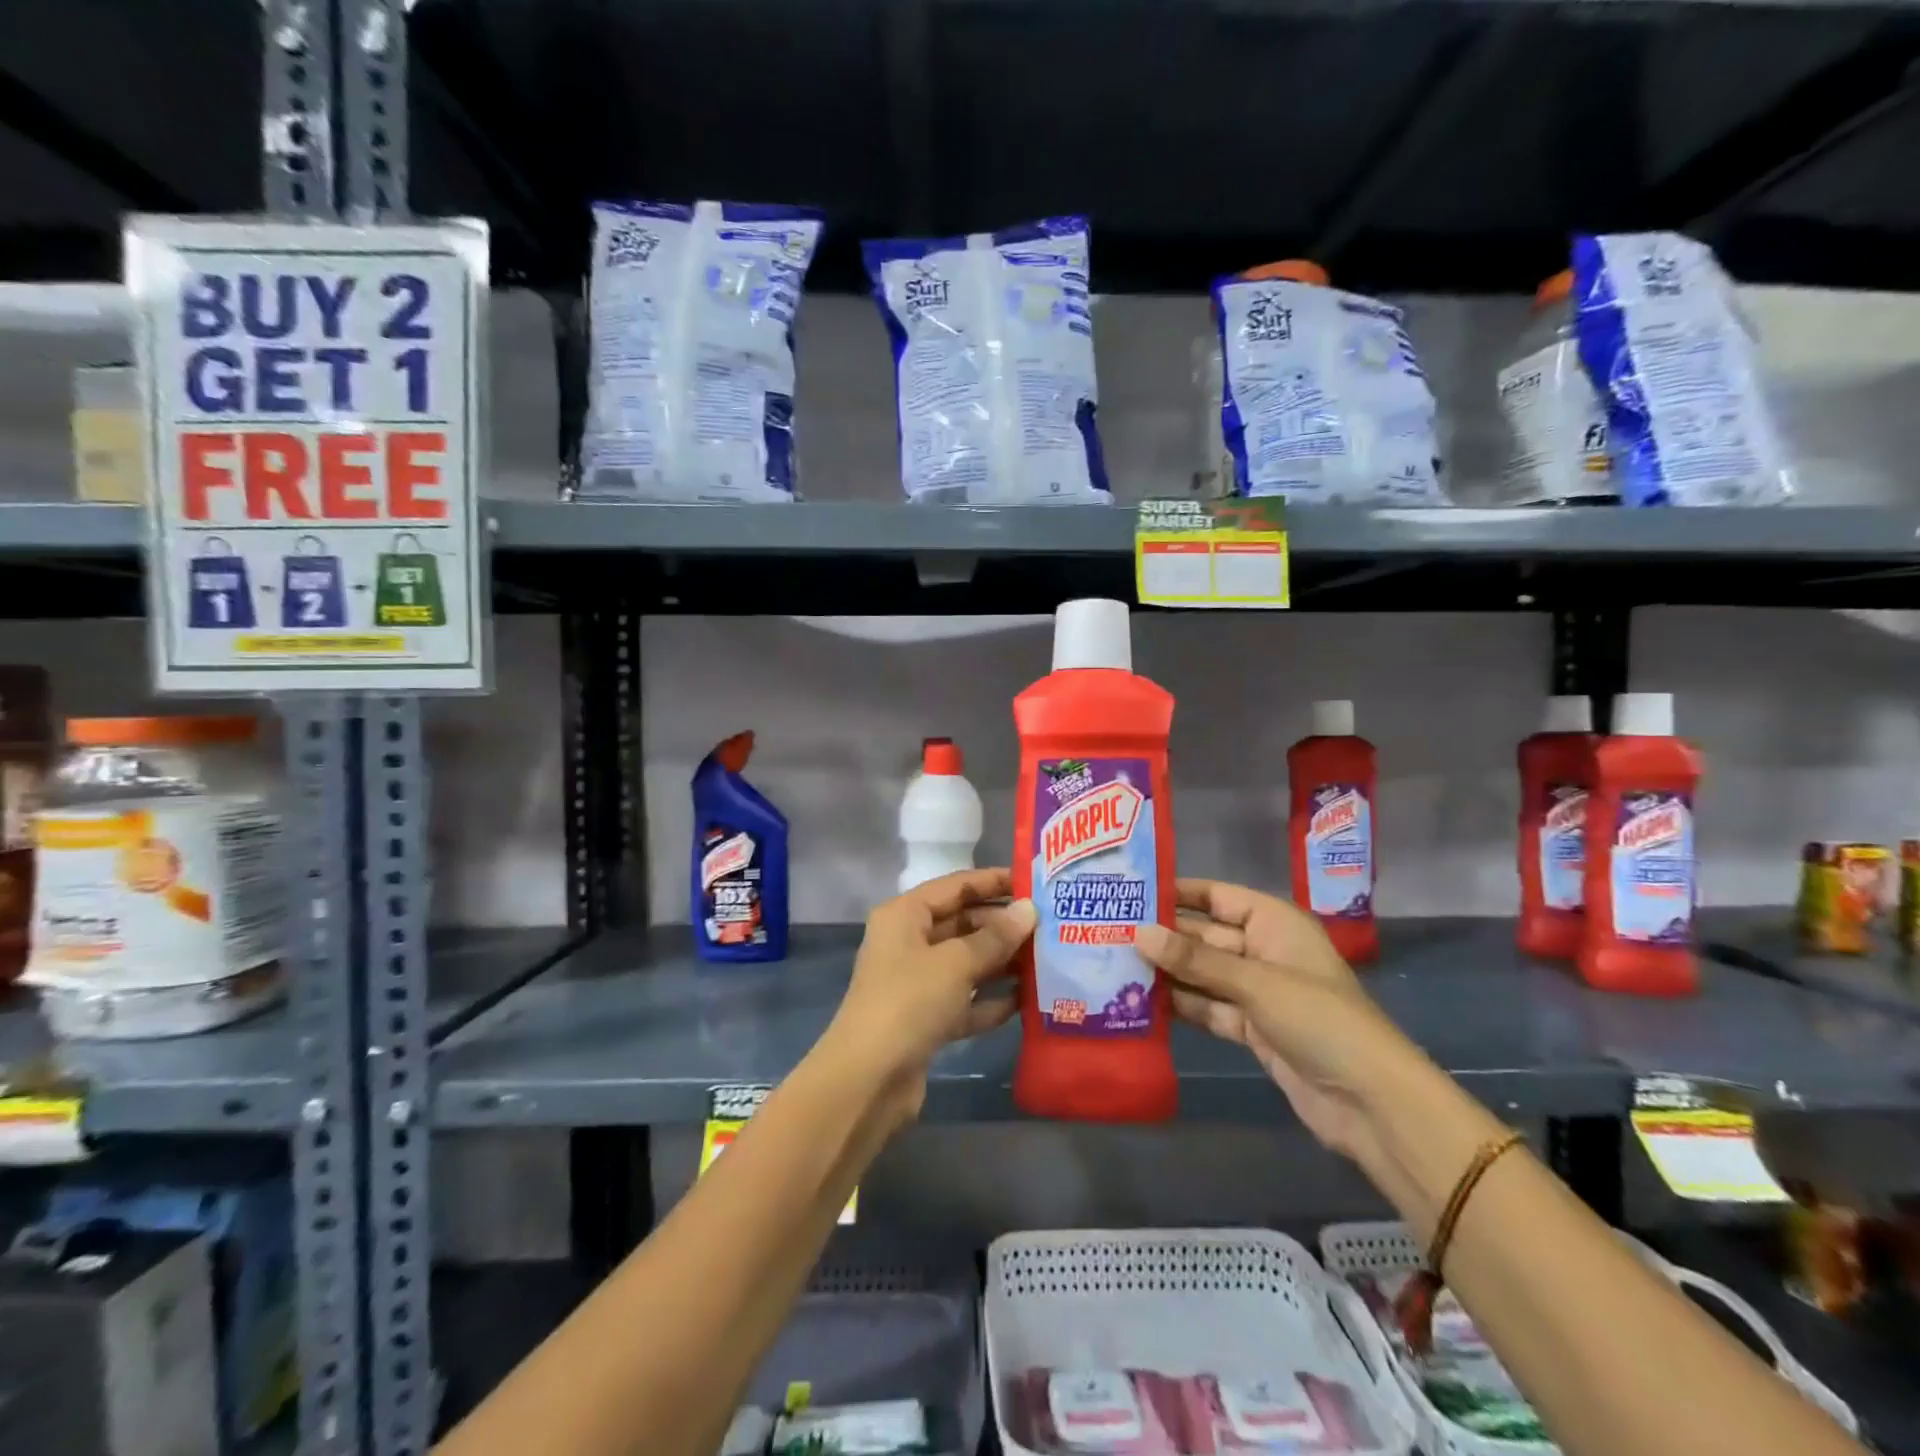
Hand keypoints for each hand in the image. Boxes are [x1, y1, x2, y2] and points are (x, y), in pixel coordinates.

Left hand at [824, 868, 1035, 1127]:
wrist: (869, 1080)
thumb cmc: (909, 1002)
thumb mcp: (956, 963)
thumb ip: (995, 937)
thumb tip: (1029, 910)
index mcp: (905, 915)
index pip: (955, 886)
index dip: (993, 881)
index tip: (1035, 882)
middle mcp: (908, 942)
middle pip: (962, 923)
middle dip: (1003, 926)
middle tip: (1050, 926)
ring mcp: (917, 983)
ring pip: (967, 963)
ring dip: (1002, 962)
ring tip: (1048, 959)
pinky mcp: (927, 1020)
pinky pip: (966, 1000)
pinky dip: (991, 999)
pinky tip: (1028, 1000)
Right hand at [1136, 879, 1423, 1162]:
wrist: (1370, 1102)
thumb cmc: (1319, 1019)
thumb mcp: (1254, 982)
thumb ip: (1195, 960)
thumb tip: (1139, 933)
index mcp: (1274, 923)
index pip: (1216, 895)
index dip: (1177, 892)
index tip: (1129, 890)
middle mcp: (1263, 950)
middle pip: (1204, 935)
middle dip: (1163, 936)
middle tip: (1107, 931)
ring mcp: (1257, 992)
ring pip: (1202, 974)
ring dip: (1167, 973)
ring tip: (1111, 964)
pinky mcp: (1252, 1028)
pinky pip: (1208, 1008)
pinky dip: (1182, 1007)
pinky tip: (1139, 1003)